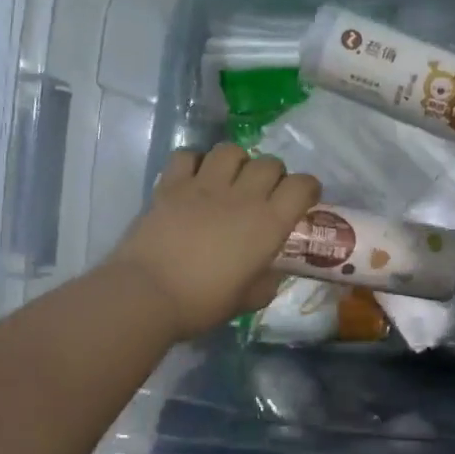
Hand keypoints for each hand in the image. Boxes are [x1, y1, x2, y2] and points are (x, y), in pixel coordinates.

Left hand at [107, 143, 321, 339]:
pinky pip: (188, 155)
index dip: (307, 189)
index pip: (302, 185)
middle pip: (269, 163)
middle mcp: (242, 196)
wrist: (148, 294)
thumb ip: (267, 281)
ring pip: (231, 150)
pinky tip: (193, 179)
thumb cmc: (203, 303)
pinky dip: (194, 162)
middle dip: (273, 175)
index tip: (302, 200)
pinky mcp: (171, 185)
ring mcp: (204, 185)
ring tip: (229, 180)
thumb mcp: (248, 300)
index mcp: (268, 223)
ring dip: (237, 162)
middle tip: (263, 194)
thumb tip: (270, 271)